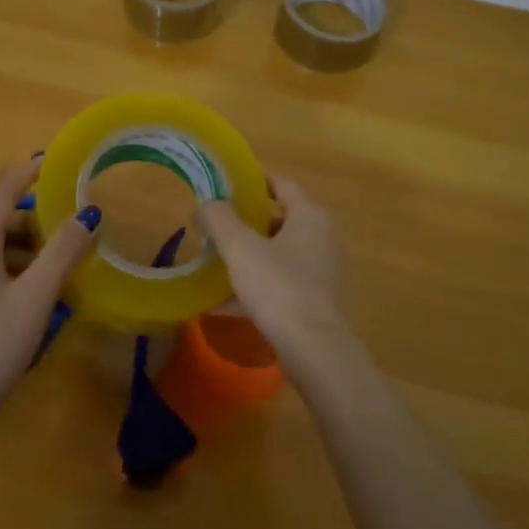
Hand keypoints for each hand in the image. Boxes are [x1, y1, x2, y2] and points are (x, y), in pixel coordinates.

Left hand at [0, 160, 101, 429]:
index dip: (24, 175)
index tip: (50, 163)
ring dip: (27, 246)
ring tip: (61, 260)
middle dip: (34, 217)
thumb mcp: (37, 295)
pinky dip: (16, 268)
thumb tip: (87, 215)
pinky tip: (37, 292)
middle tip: (69, 223)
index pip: (0, 195)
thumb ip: (62, 252)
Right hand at [197, 176, 360, 389]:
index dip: (255, 179)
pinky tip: (223, 303)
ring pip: (279, 255)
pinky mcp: (316, 302)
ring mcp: (322, 272)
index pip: (283, 184)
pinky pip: (281, 285)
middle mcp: (322, 239)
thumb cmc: (278, 287)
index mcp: (309, 217)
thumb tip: (206, 204)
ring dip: (250, 256)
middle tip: (216, 226)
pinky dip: (255, 287)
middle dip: (247, 222)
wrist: (313, 349)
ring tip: (216, 262)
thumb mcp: (240, 247)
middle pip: (280, 220)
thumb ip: (219, 219)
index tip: (227, 183)